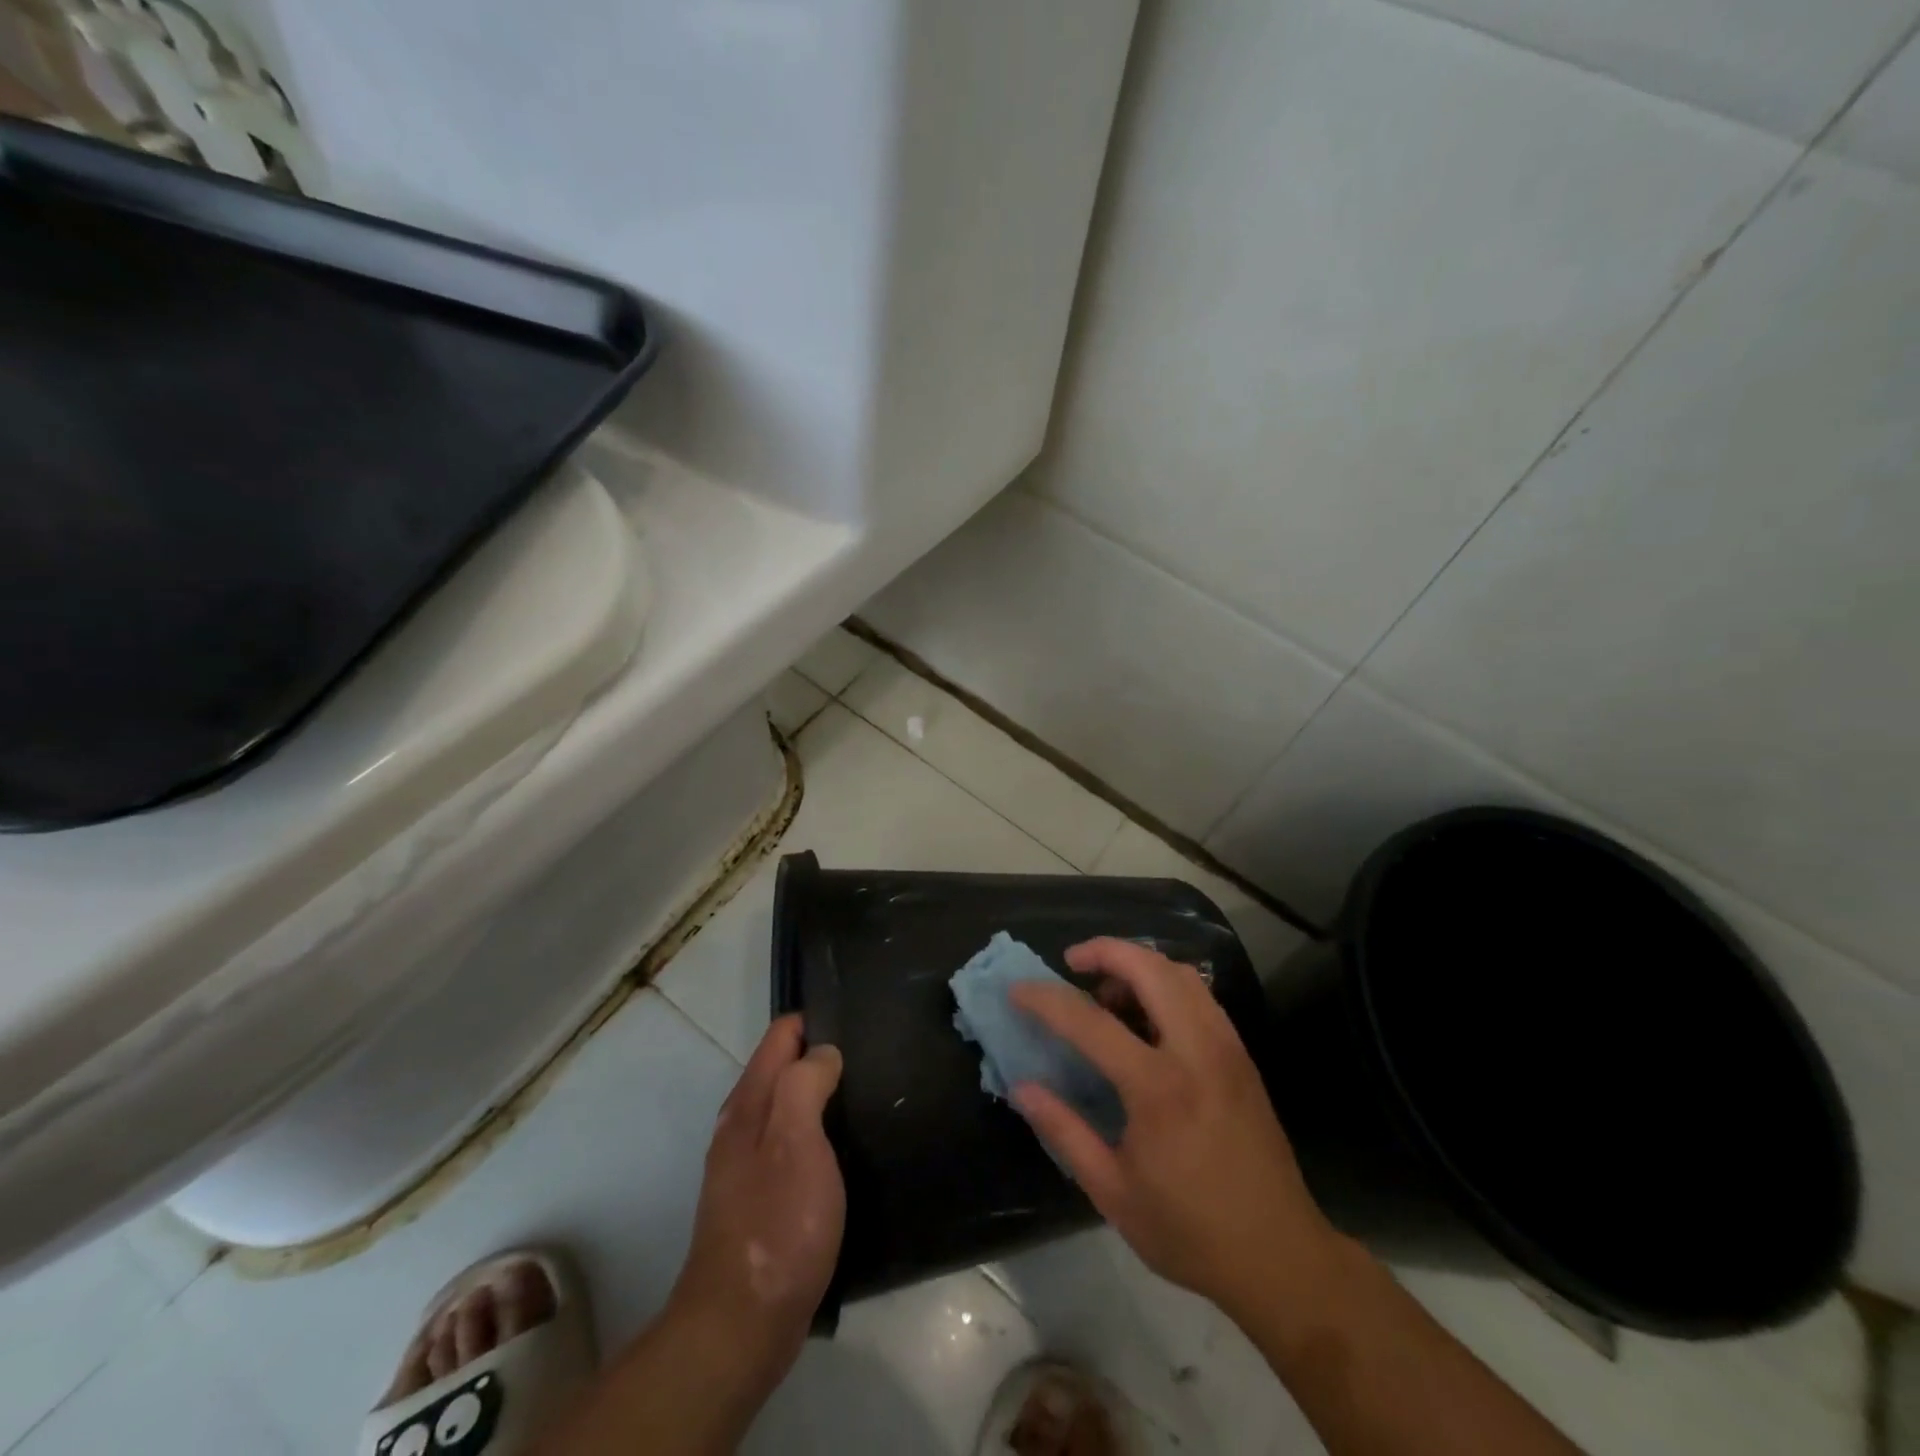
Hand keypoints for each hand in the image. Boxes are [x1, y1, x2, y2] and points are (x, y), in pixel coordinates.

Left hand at [667, 1015, 844, 1379]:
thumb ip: (806, 1084)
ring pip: (787, 1108)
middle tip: (872, 1057)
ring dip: (820, 1095)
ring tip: (867, 1095)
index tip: (857, 1021)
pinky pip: (793, 1145)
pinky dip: (818, 1133)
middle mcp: (742, 1127)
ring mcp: (748, 1166)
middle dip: (820, 1055)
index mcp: (748, 1104)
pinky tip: (846, 1149)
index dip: (816, 1022)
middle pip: (782, 1069)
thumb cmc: (775, 1224)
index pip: (780, 1036)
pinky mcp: (762, 1201)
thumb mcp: (796, 1141)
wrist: (741, 1326)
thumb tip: (824, 1051)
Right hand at [1010, 939, 1337, 1314]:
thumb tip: (1022, 1086)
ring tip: (1108, 990)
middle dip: (1105, 950)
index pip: (1091, 1021)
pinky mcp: (1242, 1055)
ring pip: (1180, 973)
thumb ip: (1064, 1130)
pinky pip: (1200, 995)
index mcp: (1158, 1088)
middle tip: (1072, 962)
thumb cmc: (1189, 1231)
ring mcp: (1226, 1047)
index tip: (1017, 990)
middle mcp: (1196, 1051)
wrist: (1280, 1256)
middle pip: (1149, 968)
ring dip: (1139, 964)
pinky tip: (1147, 1014)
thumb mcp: (1112, 1191)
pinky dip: (1167, 983)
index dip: (1046, 1000)